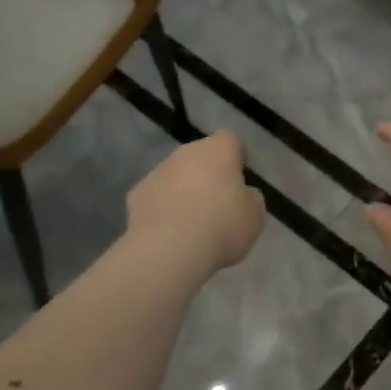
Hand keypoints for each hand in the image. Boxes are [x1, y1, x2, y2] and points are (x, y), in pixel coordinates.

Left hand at [127, 130, 265, 273]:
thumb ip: (249, 197)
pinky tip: (169, 231)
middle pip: (200, 156)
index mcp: (218, 150)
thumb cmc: (222, 226)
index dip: (236, 156)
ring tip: (192, 223)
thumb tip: (241, 194)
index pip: (230, 139)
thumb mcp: (254, 215)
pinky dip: (163, 208)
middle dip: (208, 173)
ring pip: (176, 175)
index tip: (241, 177)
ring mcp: (157, 172)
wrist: (169, 250)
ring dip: (184, 190)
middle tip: (218, 203)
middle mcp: (185, 153)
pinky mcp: (136, 194)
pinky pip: (156, 196)